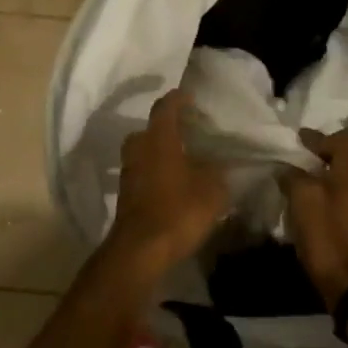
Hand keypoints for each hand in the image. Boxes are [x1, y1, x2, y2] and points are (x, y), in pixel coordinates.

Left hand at [107, 89, 227, 280]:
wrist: (140, 250)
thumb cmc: (178, 210)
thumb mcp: (212, 189)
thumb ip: (218, 171)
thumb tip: (221, 163)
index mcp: (158, 138)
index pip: (166, 107)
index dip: (178, 99)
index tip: (191, 96)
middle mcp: (139, 148)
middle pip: (151, 129)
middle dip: (168, 128)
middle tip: (189, 132)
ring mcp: (129, 172)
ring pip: (145, 152)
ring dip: (161, 152)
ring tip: (184, 159)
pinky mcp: (126, 194)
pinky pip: (143, 172)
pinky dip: (157, 172)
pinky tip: (174, 183)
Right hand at [280, 129, 347, 308]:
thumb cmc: (329, 236)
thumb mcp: (303, 200)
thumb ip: (294, 177)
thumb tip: (287, 170)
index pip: (347, 138)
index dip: (322, 135)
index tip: (300, 140)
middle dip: (323, 158)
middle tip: (298, 163)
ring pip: (347, 182)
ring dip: (326, 181)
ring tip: (301, 189)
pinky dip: (331, 200)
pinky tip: (313, 213)